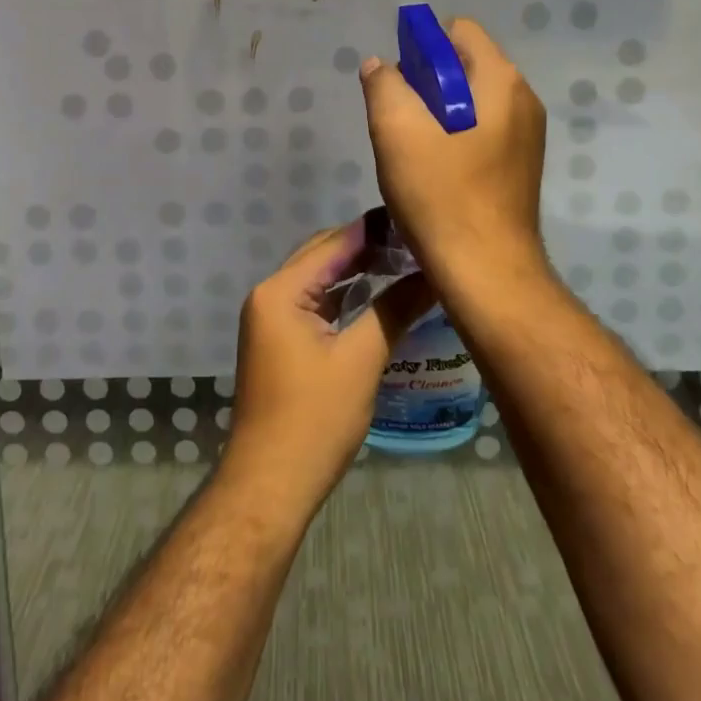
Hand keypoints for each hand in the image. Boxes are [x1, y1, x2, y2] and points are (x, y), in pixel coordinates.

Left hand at [222, 223, 432, 518]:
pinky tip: (374, 295)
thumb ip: (393, 310)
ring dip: (354, 271)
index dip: (372, 230)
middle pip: (320, 256)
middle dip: (364, 247)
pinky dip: (342, 297)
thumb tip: (432, 275)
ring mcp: (270, 319)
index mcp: (280, 291)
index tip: (411, 218)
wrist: (269, 483)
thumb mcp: (360, 361)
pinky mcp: (278, 340)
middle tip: (412, 240)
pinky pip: (313, 304)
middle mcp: (268, 295)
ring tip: (401, 261)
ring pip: (317, 280)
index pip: (332, 244)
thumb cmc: (314, 420)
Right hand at [358, 17, 546, 291]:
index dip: (422, 44)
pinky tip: (432, 169)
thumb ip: (384, 85)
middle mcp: (523, 100)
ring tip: (410, 147)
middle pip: (465, 65)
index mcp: (502, 81)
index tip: (398, 79)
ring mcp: (526, 135)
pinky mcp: (519, 165)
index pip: (460, 31)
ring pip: (470, 100)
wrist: (486, 272)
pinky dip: (453, 136)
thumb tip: (379, 65)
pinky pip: (480, 130)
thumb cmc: (441, 194)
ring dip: (436, 112)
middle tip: (398, 118)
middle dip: (426, 81)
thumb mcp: (397, 131)